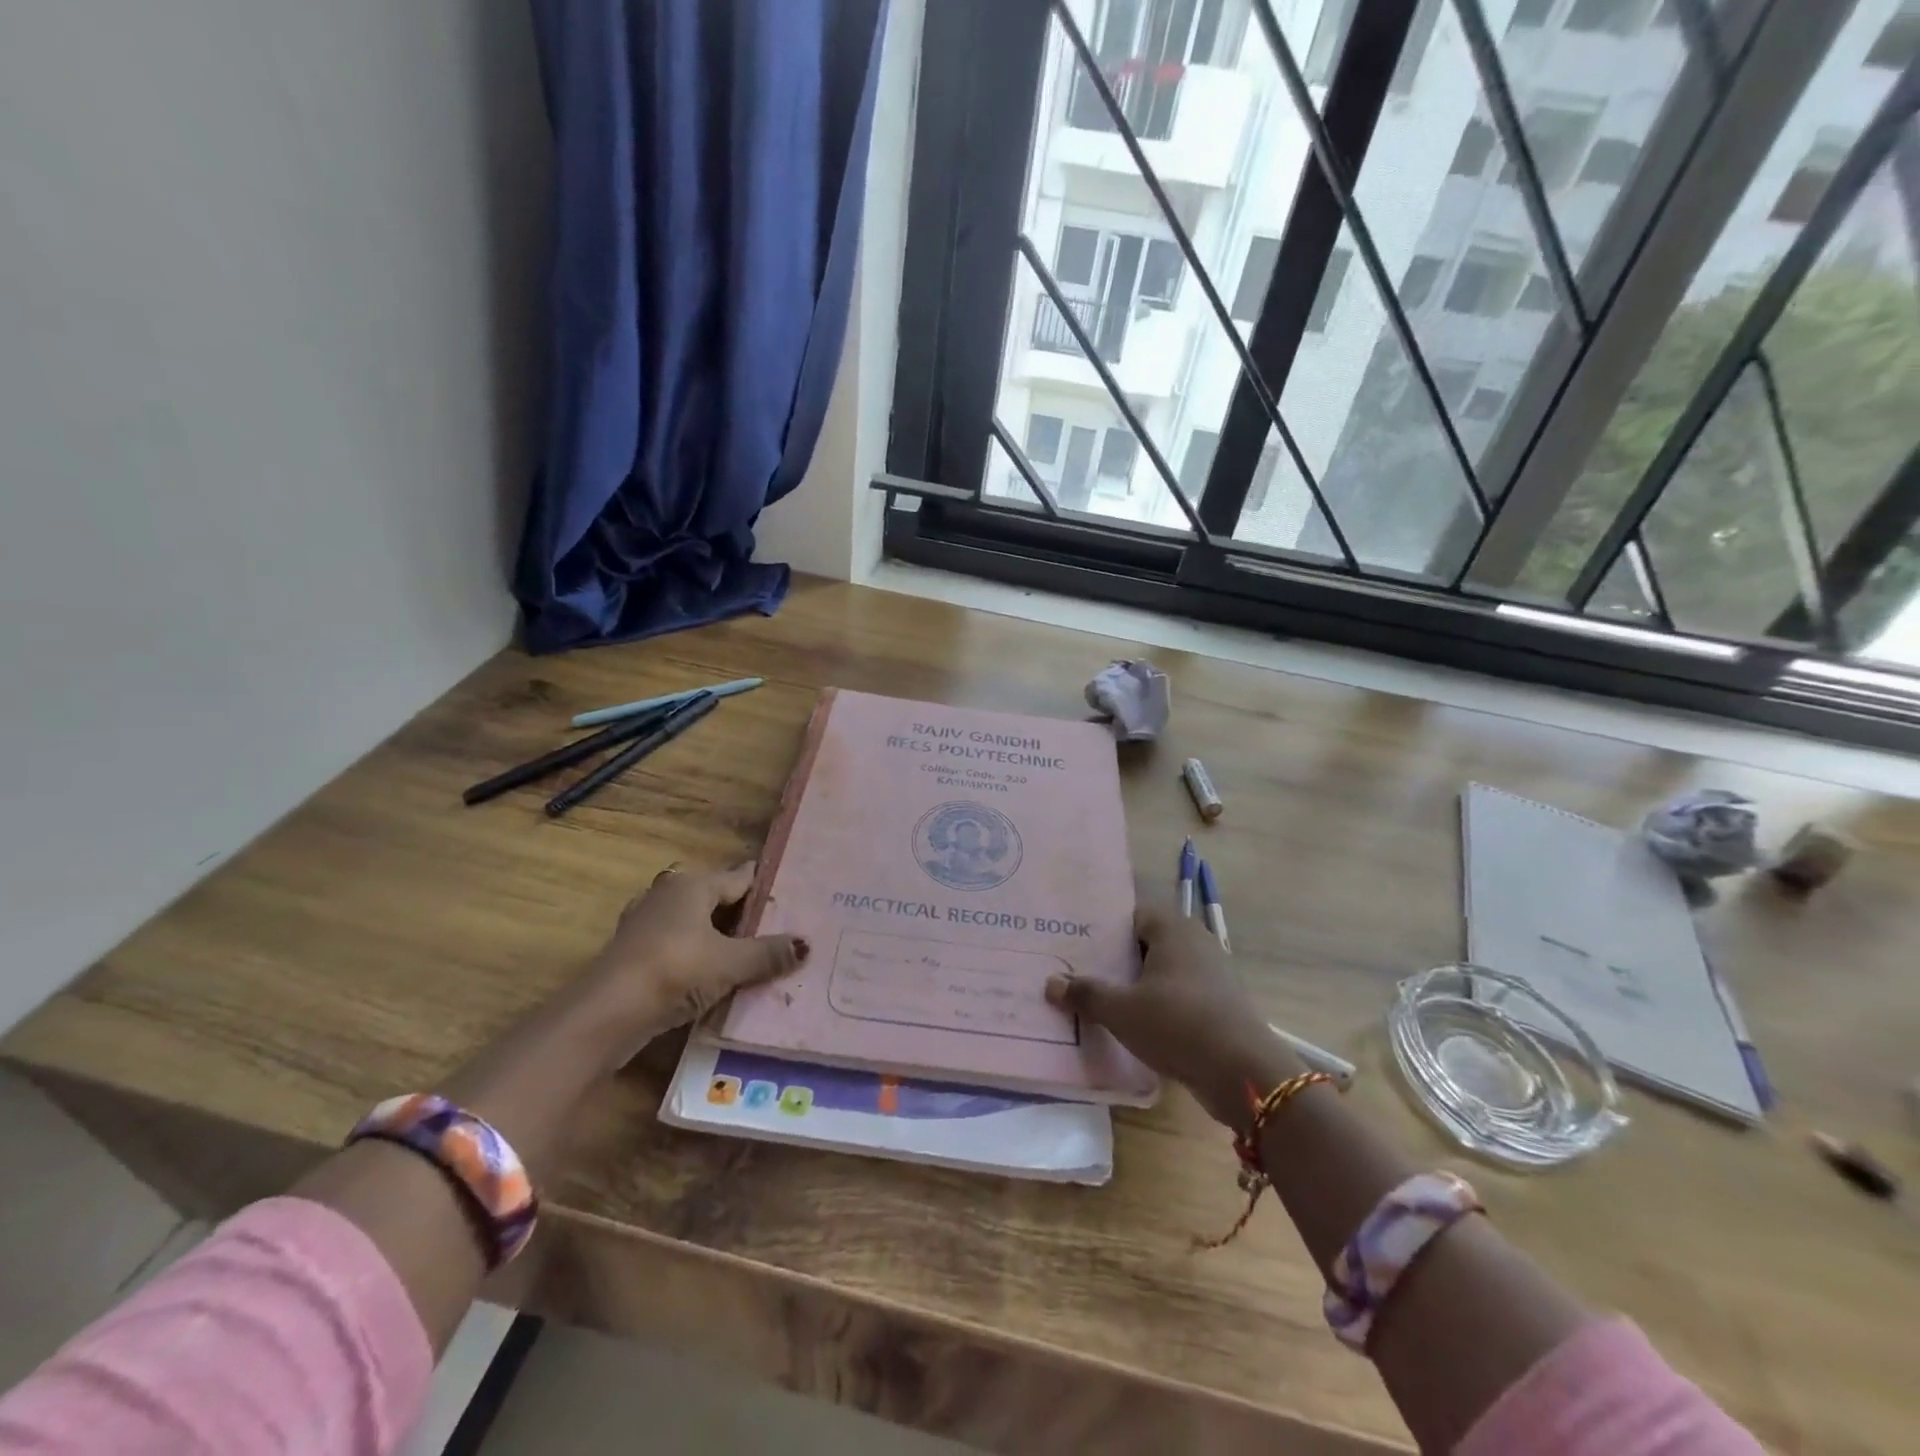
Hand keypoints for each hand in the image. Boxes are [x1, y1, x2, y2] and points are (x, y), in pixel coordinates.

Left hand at [581, 862, 808, 1046]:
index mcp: (693, 884)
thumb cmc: (674, 970)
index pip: (740, 877)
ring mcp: (646, 923)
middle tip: (783, 928)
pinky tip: (717, 976)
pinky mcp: (635, 954)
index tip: (796, 894)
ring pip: (696, 924)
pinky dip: (698, 957)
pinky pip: (680, 947)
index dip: (768, 886)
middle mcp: (668, 894)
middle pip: (717, 899)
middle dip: (746, 914)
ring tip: (756, 954)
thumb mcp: (731, 963)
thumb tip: (807, 944)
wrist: (605, 1014)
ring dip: (721, 938)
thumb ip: (769, 953)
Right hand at [1045, 878, 1301, 1130]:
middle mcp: (1197, 942)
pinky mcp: (1223, 1004)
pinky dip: (1162, 1004)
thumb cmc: (1177, 1025)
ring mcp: (1215, 974)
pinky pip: (1182, 994)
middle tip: (1085, 972)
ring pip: (1166, 970)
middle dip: (1120, 957)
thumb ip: (1086, 993)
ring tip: (1107, 1000)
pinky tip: (1141, 1024)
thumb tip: (1051, 982)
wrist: (1244, 1073)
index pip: (1133, 914)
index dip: (1106, 928)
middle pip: (1149, 942)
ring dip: (1141, 983)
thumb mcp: (1121, 1010)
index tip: (1080, 945)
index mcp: (1173, 929)